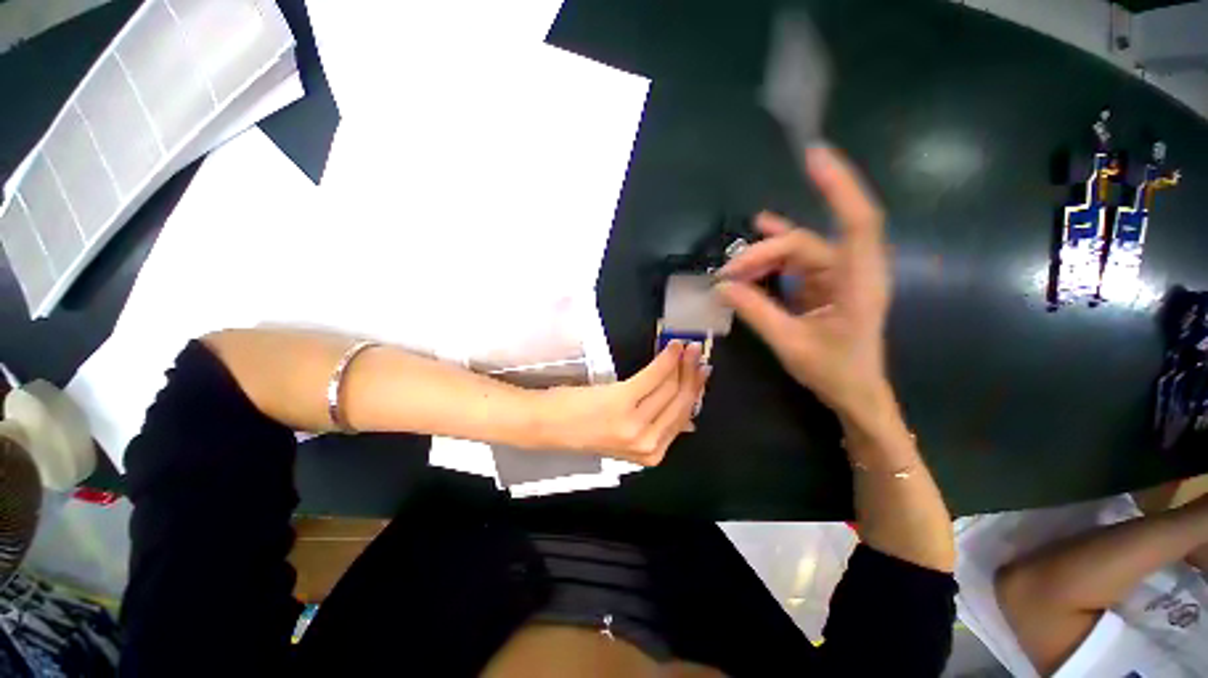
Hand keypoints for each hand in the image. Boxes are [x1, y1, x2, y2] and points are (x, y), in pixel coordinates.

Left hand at [534, 341, 709, 465]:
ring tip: (686, 346)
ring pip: (670, 388)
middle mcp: (648, 444)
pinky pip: (653, 376)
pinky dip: (665, 360)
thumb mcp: (625, 437)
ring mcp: (635, 425)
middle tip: (697, 351)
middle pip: (681, 402)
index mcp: (651, 454)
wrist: (546, 425)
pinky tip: (671, 347)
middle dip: (692, 374)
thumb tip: (689, 419)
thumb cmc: (583, 427)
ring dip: (681, 363)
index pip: (682, 417)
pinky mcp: (622, 402)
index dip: (694, 391)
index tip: (701, 370)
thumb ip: (656, 428)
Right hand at [716, 146, 889, 420]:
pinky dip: (776, 251)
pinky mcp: (825, 284)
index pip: (857, 222)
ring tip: (732, 268)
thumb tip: (721, 287)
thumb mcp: (790, 344)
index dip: (838, 187)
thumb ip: (756, 312)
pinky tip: (759, 233)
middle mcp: (852, 271)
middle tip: (727, 274)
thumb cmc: (835, 372)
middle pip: (805, 243)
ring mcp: (838, 276)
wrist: (856, 393)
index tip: (814, 156)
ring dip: (764, 257)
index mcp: (859, 283)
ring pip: (798, 251)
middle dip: (763, 253)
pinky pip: (798, 260)